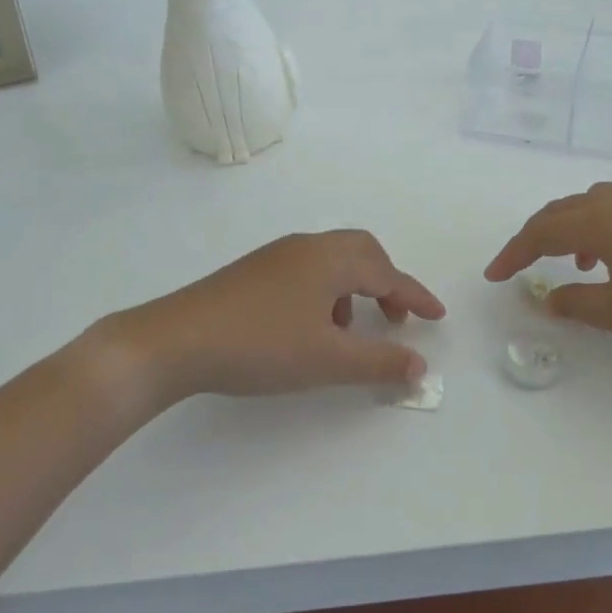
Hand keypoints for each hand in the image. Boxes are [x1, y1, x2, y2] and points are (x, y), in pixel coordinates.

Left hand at [92, 230, 445, 406]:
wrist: (174, 341)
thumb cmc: (260, 345)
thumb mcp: (327, 360)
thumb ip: (379, 361)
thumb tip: (420, 366)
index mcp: (329, 259)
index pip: (387, 273)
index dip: (415, 296)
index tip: (437, 316)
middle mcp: (306, 247)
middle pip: (361, 252)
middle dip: (385, 283)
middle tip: (395, 319)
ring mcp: (276, 256)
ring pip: (332, 261)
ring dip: (353, 289)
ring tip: (347, 333)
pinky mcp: (253, 271)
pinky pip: (307, 270)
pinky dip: (325, 292)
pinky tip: (309, 328)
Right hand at [485, 183, 611, 351]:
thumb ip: (578, 305)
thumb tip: (549, 300)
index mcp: (598, 222)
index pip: (539, 232)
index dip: (512, 253)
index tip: (494, 275)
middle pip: (562, 210)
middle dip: (536, 236)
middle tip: (522, 263)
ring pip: (592, 204)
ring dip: (571, 228)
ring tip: (576, 263)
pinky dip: (602, 227)